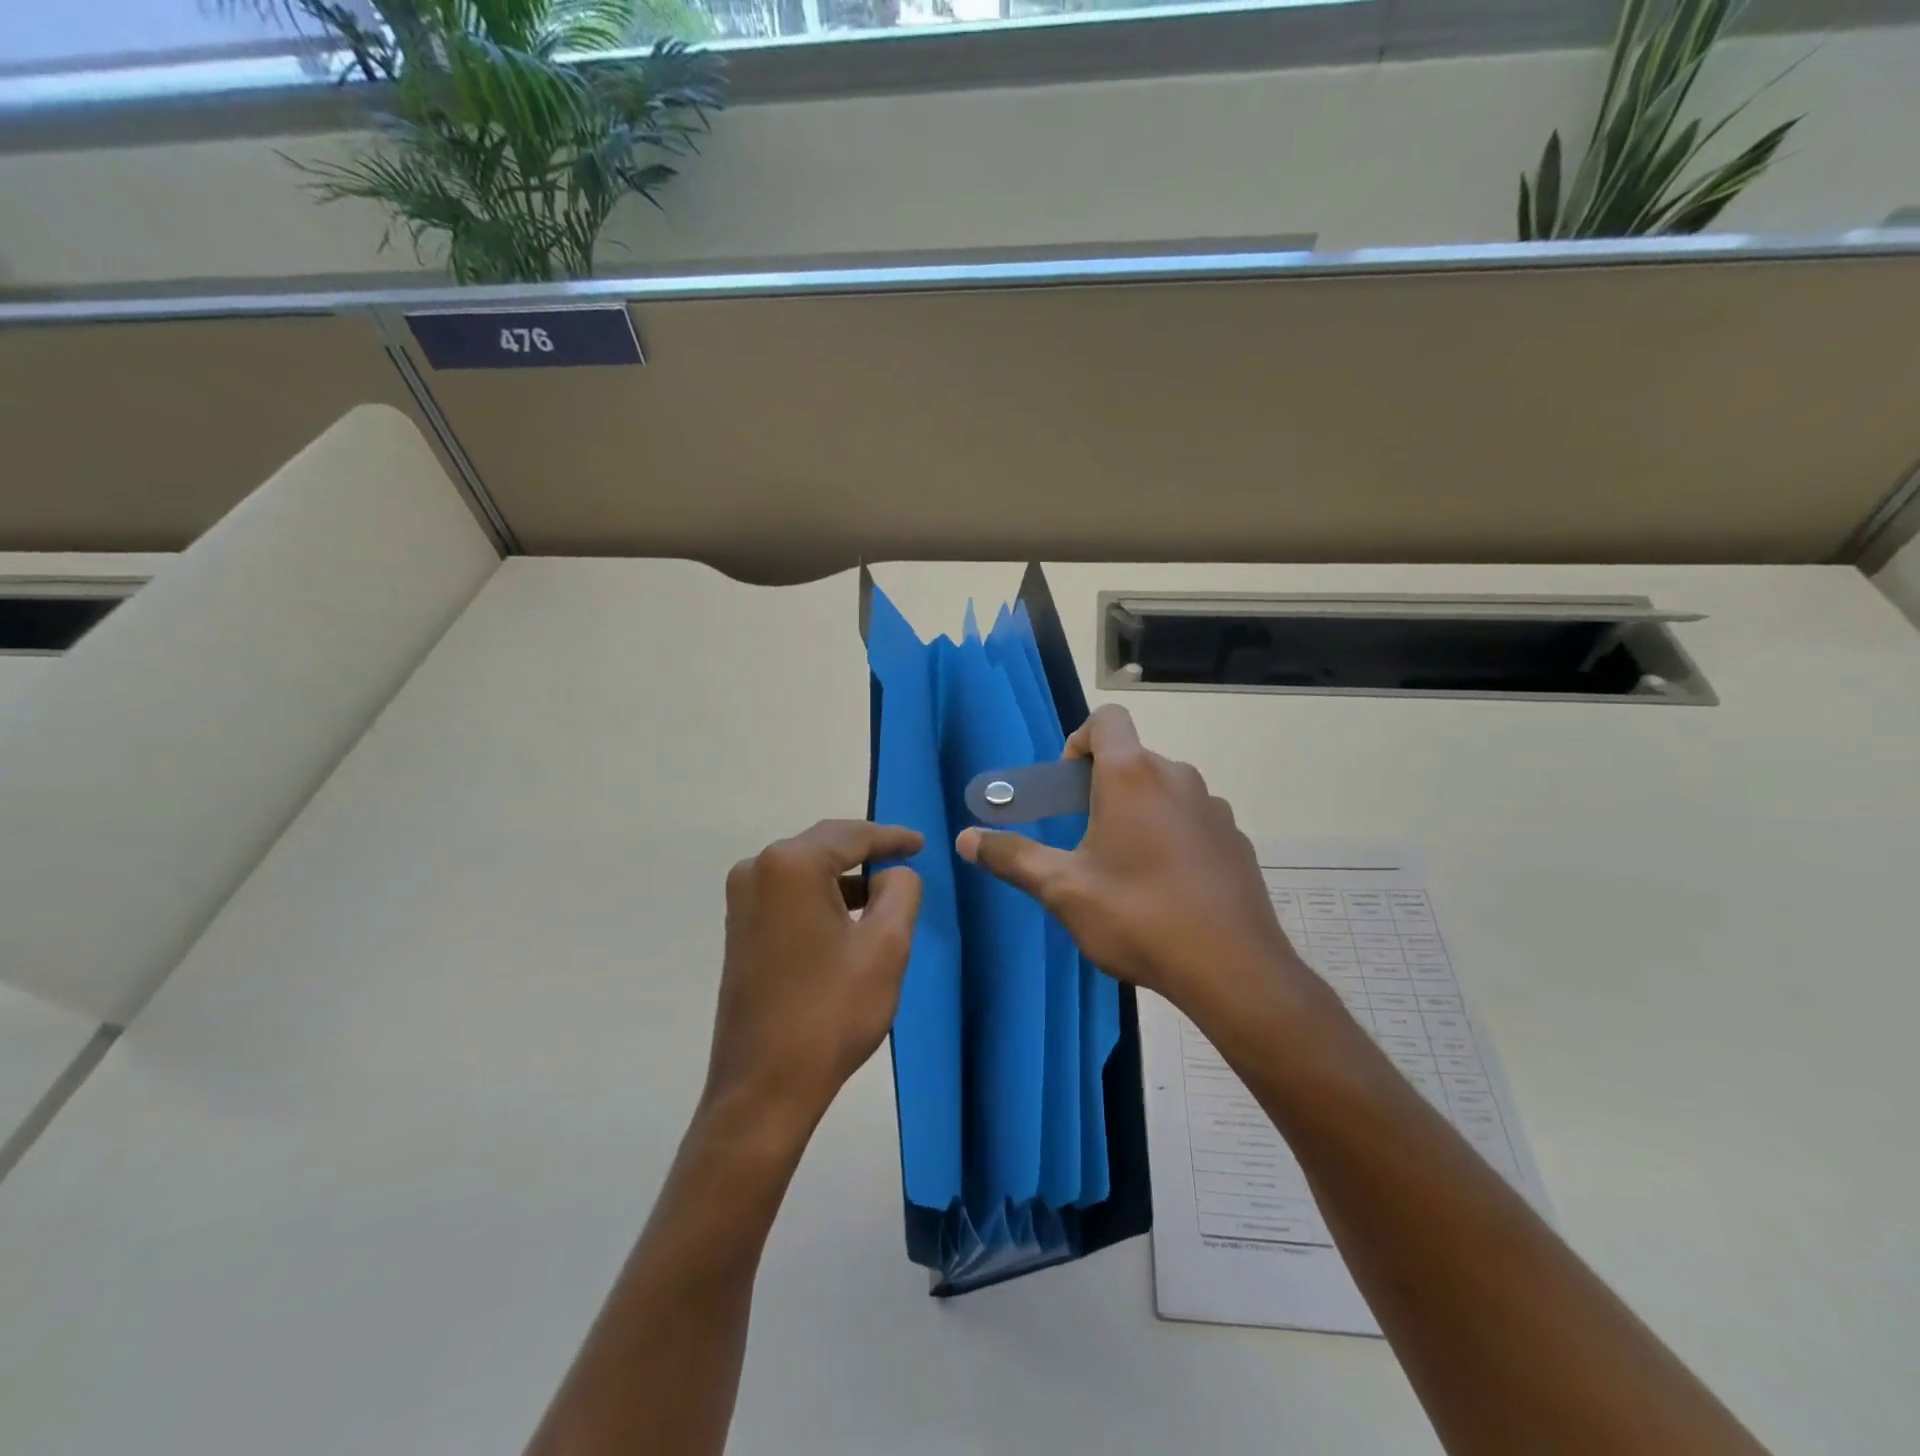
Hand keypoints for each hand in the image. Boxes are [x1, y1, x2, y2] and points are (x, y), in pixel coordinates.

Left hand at [704, 820, 923, 1139]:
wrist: (763, 1086)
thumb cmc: (831, 1012)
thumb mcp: (886, 946)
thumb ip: (901, 891)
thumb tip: (891, 873)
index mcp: (791, 865)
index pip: (853, 835)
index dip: (892, 837)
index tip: (922, 843)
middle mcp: (759, 869)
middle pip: (825, 845)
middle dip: (867, 851)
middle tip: (906, 858)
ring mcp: (743, 899)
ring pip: (806, 869)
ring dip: (845, 876)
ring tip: (884, 890)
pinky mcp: (740, 926)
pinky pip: (789, 893)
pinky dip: (821, 896)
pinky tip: (847, 916)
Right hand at [956, 705, 1316, 1034]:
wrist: (1233, 969)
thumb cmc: (1138, 916)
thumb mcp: (1063, 890)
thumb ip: (1012, 857)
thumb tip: (965, 838)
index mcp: (1132, 775)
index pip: (1106, 719)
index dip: (1079, 741)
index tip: (1068, 788)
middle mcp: (1177, 777)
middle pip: (1132, 759)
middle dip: (1102, 788)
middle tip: (1085, 839)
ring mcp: (1213, 808)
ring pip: (1164, 791)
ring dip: (1138, 812)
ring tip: (1125, 870)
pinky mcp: (1236, 840)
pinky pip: (1193, 821)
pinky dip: (1173, 837)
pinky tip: (1167, 889)